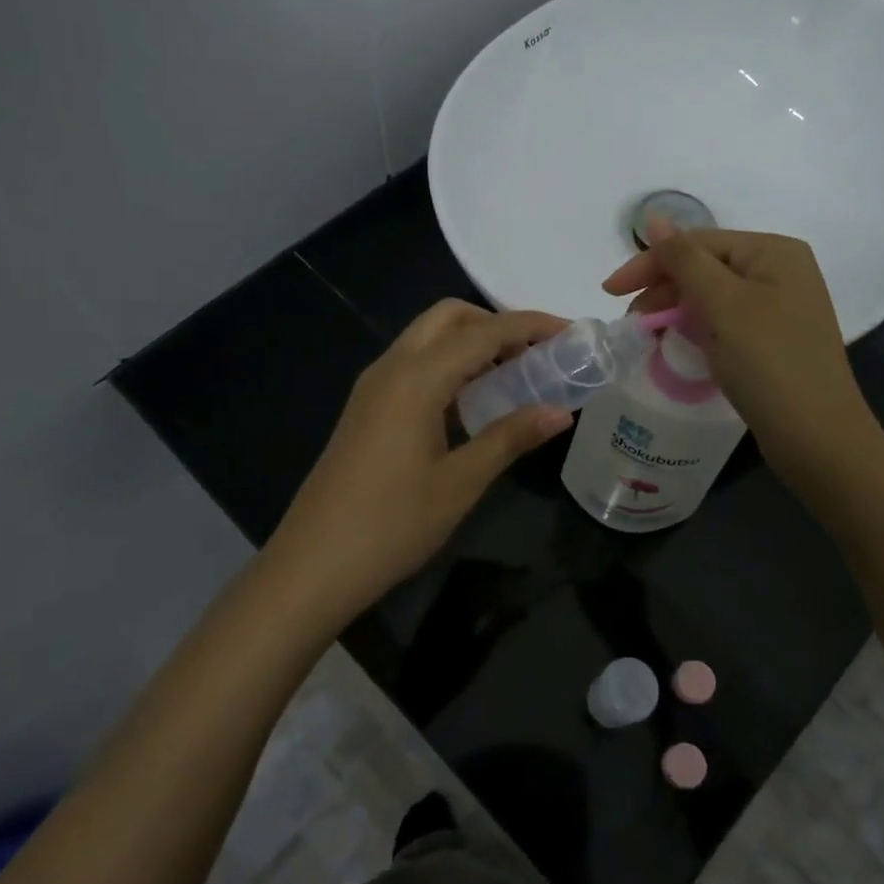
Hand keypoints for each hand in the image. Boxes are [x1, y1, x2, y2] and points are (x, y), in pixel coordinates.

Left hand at [264, 300, 572, 626]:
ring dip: (472, 343)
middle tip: (537, 354)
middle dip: (497, 323)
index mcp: (415, 379)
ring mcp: (373, 387)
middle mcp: (391, 368)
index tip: (570, 331)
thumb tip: (561, 412)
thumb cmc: (392, 525)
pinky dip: (450, 364)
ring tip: (515, 375)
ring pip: (428, 339)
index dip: (530, 326)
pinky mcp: (366, 407)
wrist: (313, 565)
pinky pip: (414, 364)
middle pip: (449, 318)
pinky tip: (473, 401)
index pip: (483, 333)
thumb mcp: (460, 482)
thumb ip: (511, 437)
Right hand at [603, 225, 883, 498]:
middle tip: (632, 323)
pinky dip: (699, 328)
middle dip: (664, 290)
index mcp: (773, 251)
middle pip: (706, 266)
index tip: (608, 292)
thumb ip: (684, 259)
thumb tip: (653, 218)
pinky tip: (680, 344)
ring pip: (713, 296)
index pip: (697, 243)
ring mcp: (781, 306)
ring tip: (649, 336)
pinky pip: (726, 320)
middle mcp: (781, 270)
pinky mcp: (776, 338)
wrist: (817, 437)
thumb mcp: (722, 305)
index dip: (650, 263)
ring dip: (677, 311)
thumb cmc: (769, 362)